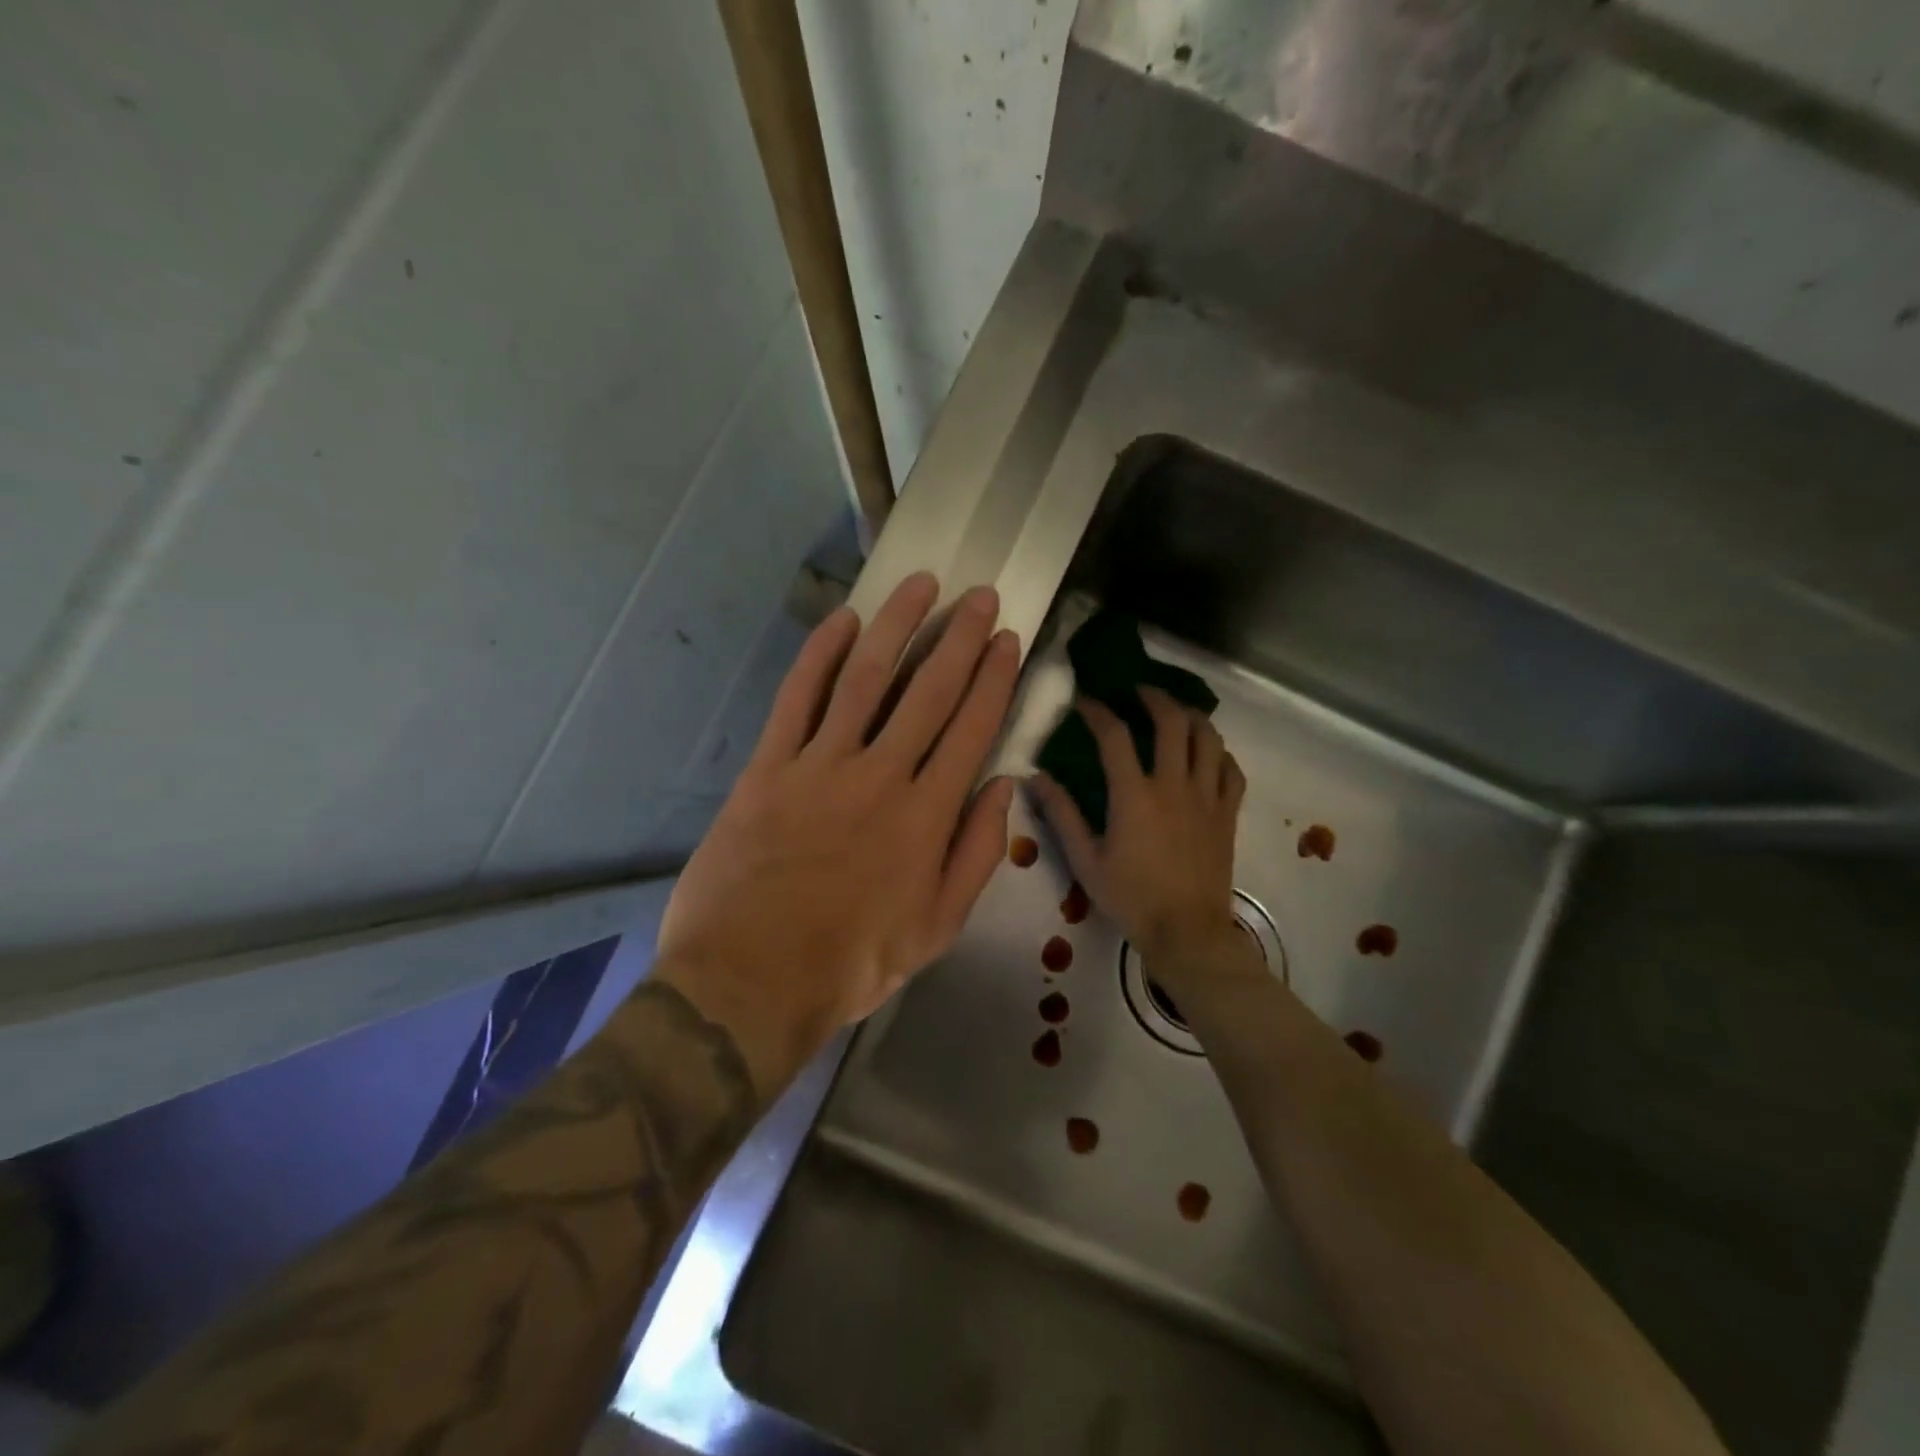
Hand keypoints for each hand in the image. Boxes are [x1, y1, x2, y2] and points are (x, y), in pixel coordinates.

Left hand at [657, 572, 1019, 1095]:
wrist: (750, 981)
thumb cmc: (852, 963)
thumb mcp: (938, 928)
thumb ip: (977, 855)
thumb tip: (1003, 789)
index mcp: (927, 816)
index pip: (971, 728)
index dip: (993, 678)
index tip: (1006, 639)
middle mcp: (880, 776)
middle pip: (929, 691)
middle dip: (959, 638)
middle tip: (979, 595)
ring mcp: (820, 765)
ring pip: (866, 678)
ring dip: (897, 626)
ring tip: (922, 585)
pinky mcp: (769, 767)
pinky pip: (797, 697)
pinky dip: (819, 654)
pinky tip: (842, 620)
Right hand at [1030, 688, 1251, 992]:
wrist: (1186, 932)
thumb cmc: (1130, 898)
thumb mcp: (1084, 860)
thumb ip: (1062, 814)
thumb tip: (1035, 777)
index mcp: (1134, 795)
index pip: (1114, 736)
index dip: (1098, 712)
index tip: (1085, 702)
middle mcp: (1174, 785)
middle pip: (1172, 722)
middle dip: (1154, 697)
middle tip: (1138, 693)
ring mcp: (1207, 797)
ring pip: (1209, 738)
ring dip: (1192, 716)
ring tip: (1177, 712)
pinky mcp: (1227, 814)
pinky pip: (1231, 770)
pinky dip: (1219, 753)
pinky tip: (1209, 753)